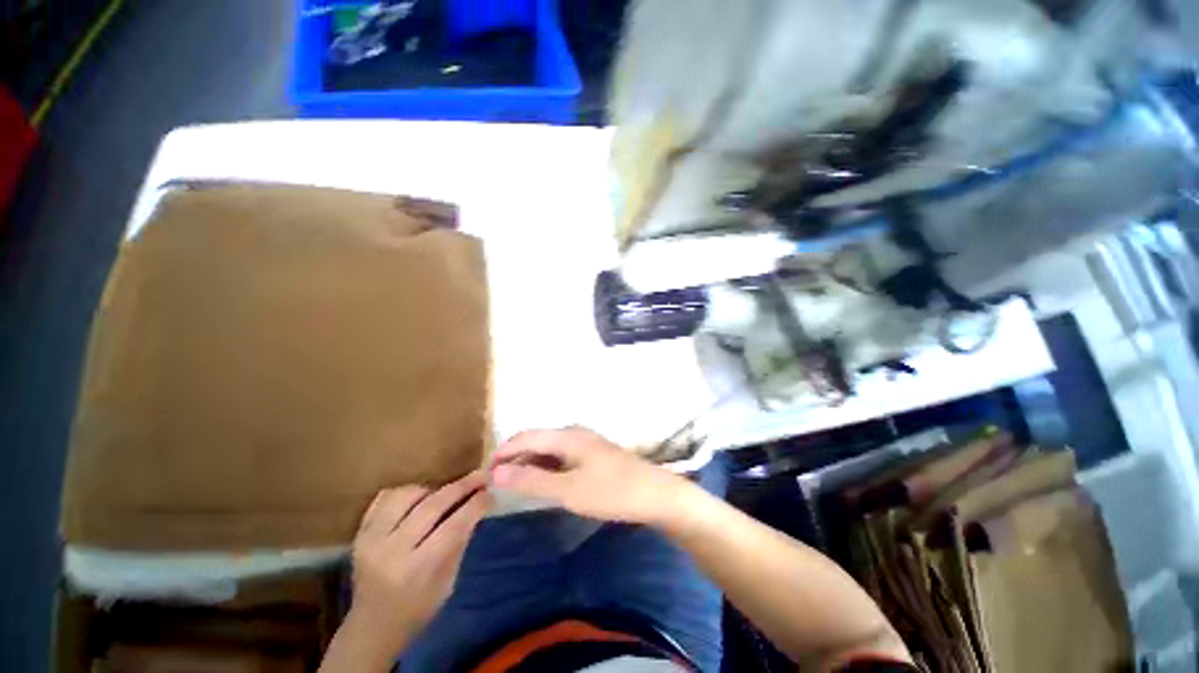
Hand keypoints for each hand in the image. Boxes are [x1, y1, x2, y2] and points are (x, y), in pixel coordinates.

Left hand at [341, 471, 491, 660]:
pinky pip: (385, 497)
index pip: (454, 526)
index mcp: (419, 569)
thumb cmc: (417, 610)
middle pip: (432, 505)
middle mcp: (392, 551)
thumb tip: (478, 506)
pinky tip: (420, 499)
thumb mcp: (448, 583)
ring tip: (446, 493)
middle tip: (481, 476)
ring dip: (433, 489)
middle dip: (462, 487)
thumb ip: (460, 543)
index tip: (491, 492)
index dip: (476, 504)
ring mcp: (371, 540)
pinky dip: (407, 492)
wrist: (371, 628)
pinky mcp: (359, 533)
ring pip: (408, 494)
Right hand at [491, 428, 692, 525]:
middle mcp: (574, 433)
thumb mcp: (568, 489)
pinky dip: (547, 466)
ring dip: (530, 462)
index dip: (504, 451)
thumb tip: (496, 471)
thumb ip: (532, 480)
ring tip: (515, 483)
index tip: (484, 472)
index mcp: (567, 435)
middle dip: (515, 457)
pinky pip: (561, 455)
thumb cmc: (611, 491)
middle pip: (537, 439)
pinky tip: (544, 481)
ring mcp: (586, 443)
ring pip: (549, 448)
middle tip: (497, 481)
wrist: (655, 494)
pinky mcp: (594, 455)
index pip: (526, 436)